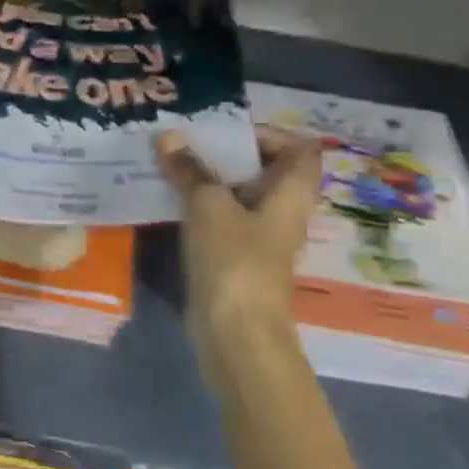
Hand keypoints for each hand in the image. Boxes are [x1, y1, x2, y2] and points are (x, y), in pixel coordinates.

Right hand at [157, 126, 321, 378]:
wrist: (236, 334)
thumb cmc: (234, 259)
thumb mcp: (208, 206)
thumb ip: (190, 170)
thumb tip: (169, 137)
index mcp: (291, 193)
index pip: (300, 149)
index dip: (269, 135)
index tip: (227, 133)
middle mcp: (282, 212)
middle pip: (264, 171)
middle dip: (227, 154)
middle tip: (188, 142)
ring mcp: (260, 238)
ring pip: (238, 196)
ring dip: (208, 180)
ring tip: (171, 164)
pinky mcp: (237, 259)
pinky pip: (222, 220)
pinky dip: (201, 207)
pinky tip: (169, 200)